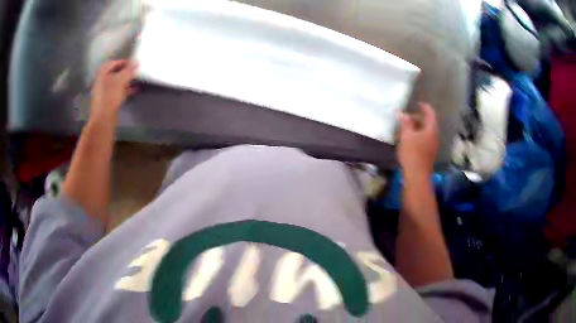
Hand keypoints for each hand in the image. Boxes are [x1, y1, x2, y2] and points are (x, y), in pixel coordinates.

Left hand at [90, 60, 137, 121]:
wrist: (103, 119)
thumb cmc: (110, 96)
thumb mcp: (121, 80)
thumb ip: (129, 70)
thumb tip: (137, 61)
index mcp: (102, 73)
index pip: (113, 63)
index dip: (123, 62)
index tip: (132, 64)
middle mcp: (101, 81)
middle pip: (114, 73)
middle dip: (124, 72)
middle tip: (134, 72)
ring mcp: (103, 92)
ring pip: (115, 83)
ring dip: (125, 82)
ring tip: (134, 81)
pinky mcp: (106, 101)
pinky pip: (116, 92)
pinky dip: (124, 90)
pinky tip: (132, 91)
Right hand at [397, 103, 438, 178]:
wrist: (417, 176)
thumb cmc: (413, 153)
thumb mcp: (407, 135)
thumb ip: (405, 122)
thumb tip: (401, 112)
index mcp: (431, 129)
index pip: (430, 112)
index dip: (423, 106)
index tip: (416, 103)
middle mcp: (434, 135)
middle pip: (428, 122)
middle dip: (418, 117)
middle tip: (407, 116)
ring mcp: (432, 145)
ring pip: (425, 131)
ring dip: (417, 127)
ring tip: (406, 126)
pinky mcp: (428, 152)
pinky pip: (424, 139)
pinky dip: (417, 135)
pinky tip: (408, 138)